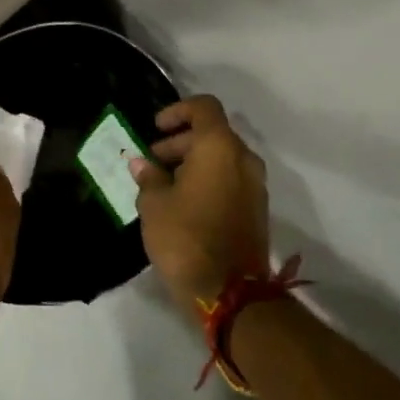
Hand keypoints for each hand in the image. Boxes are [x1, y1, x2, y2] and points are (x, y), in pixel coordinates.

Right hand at [131, 95, 269, 312]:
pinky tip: (182, 202)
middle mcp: (243, 159)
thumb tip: (143, 163)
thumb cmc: (184, 237)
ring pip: (222, 158)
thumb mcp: (154, 204)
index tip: (155, 128)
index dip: (177, 110)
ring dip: (193, 162)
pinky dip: (207, 180)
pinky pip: (229, 179)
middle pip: (212, 133)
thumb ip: (148, 176)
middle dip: (180, 142)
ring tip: (163, 185)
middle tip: (152, 162)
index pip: (204, 107)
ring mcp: (255, 185)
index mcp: (219, 147)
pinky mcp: (256, 209)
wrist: (228, 292)